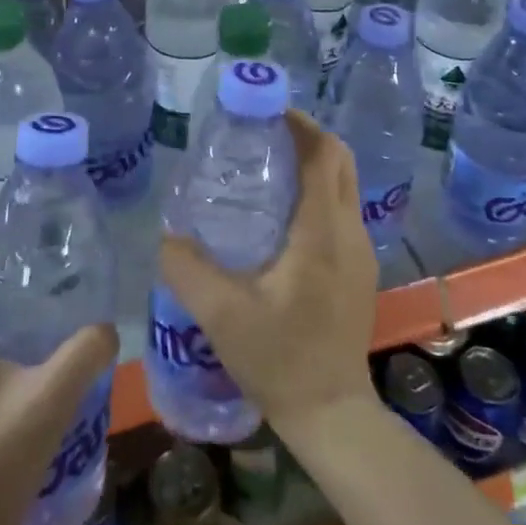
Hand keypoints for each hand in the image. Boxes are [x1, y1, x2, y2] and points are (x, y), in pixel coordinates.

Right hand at [158, 110, 379, 439]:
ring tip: (267, 166)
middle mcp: (349, 230)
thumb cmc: (280, 359)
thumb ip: (187, 268)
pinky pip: (341, 210)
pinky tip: (280, 214)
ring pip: (343, 185)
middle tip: (262, 134)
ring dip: (313, 163)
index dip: (299, 124)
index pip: (323, 154)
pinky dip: (317, 192)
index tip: (264, 111)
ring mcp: (360, 250)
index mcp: (322, 230)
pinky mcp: (358, 268)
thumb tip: (165, 234)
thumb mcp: (221, 314)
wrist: (331, 413)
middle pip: (339, 160)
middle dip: (306, 136)